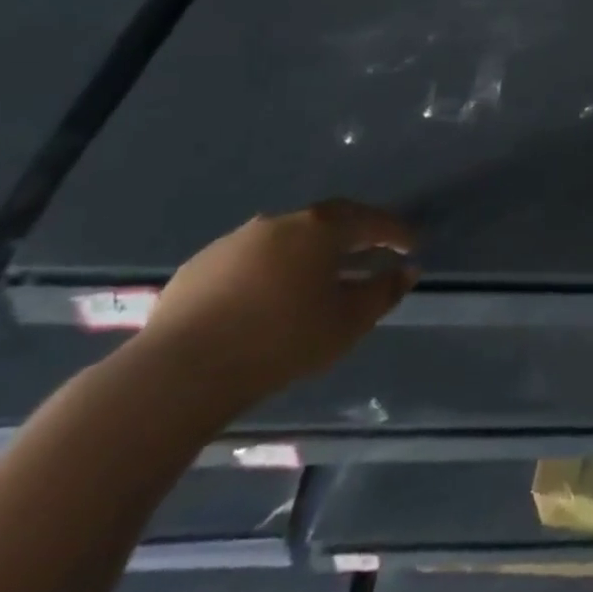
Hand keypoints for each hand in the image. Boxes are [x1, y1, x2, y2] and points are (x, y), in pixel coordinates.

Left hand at [141, 200, 417, 410]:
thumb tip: (407, 270)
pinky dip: (272, 269)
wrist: (180, 371)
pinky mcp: (200, 266)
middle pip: (327, 222)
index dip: (395, 231)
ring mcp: (235, 241)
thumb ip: (384, 292)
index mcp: (319, 228)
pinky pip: (251, 259)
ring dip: (310, 253)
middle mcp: (279, 222)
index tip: (412, 244)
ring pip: (286, 239)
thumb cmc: (281, 340)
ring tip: (320, 278)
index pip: (370, 220)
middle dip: (354, 236)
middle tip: (371, 252)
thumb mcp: (348, 322)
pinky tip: (270, 297)